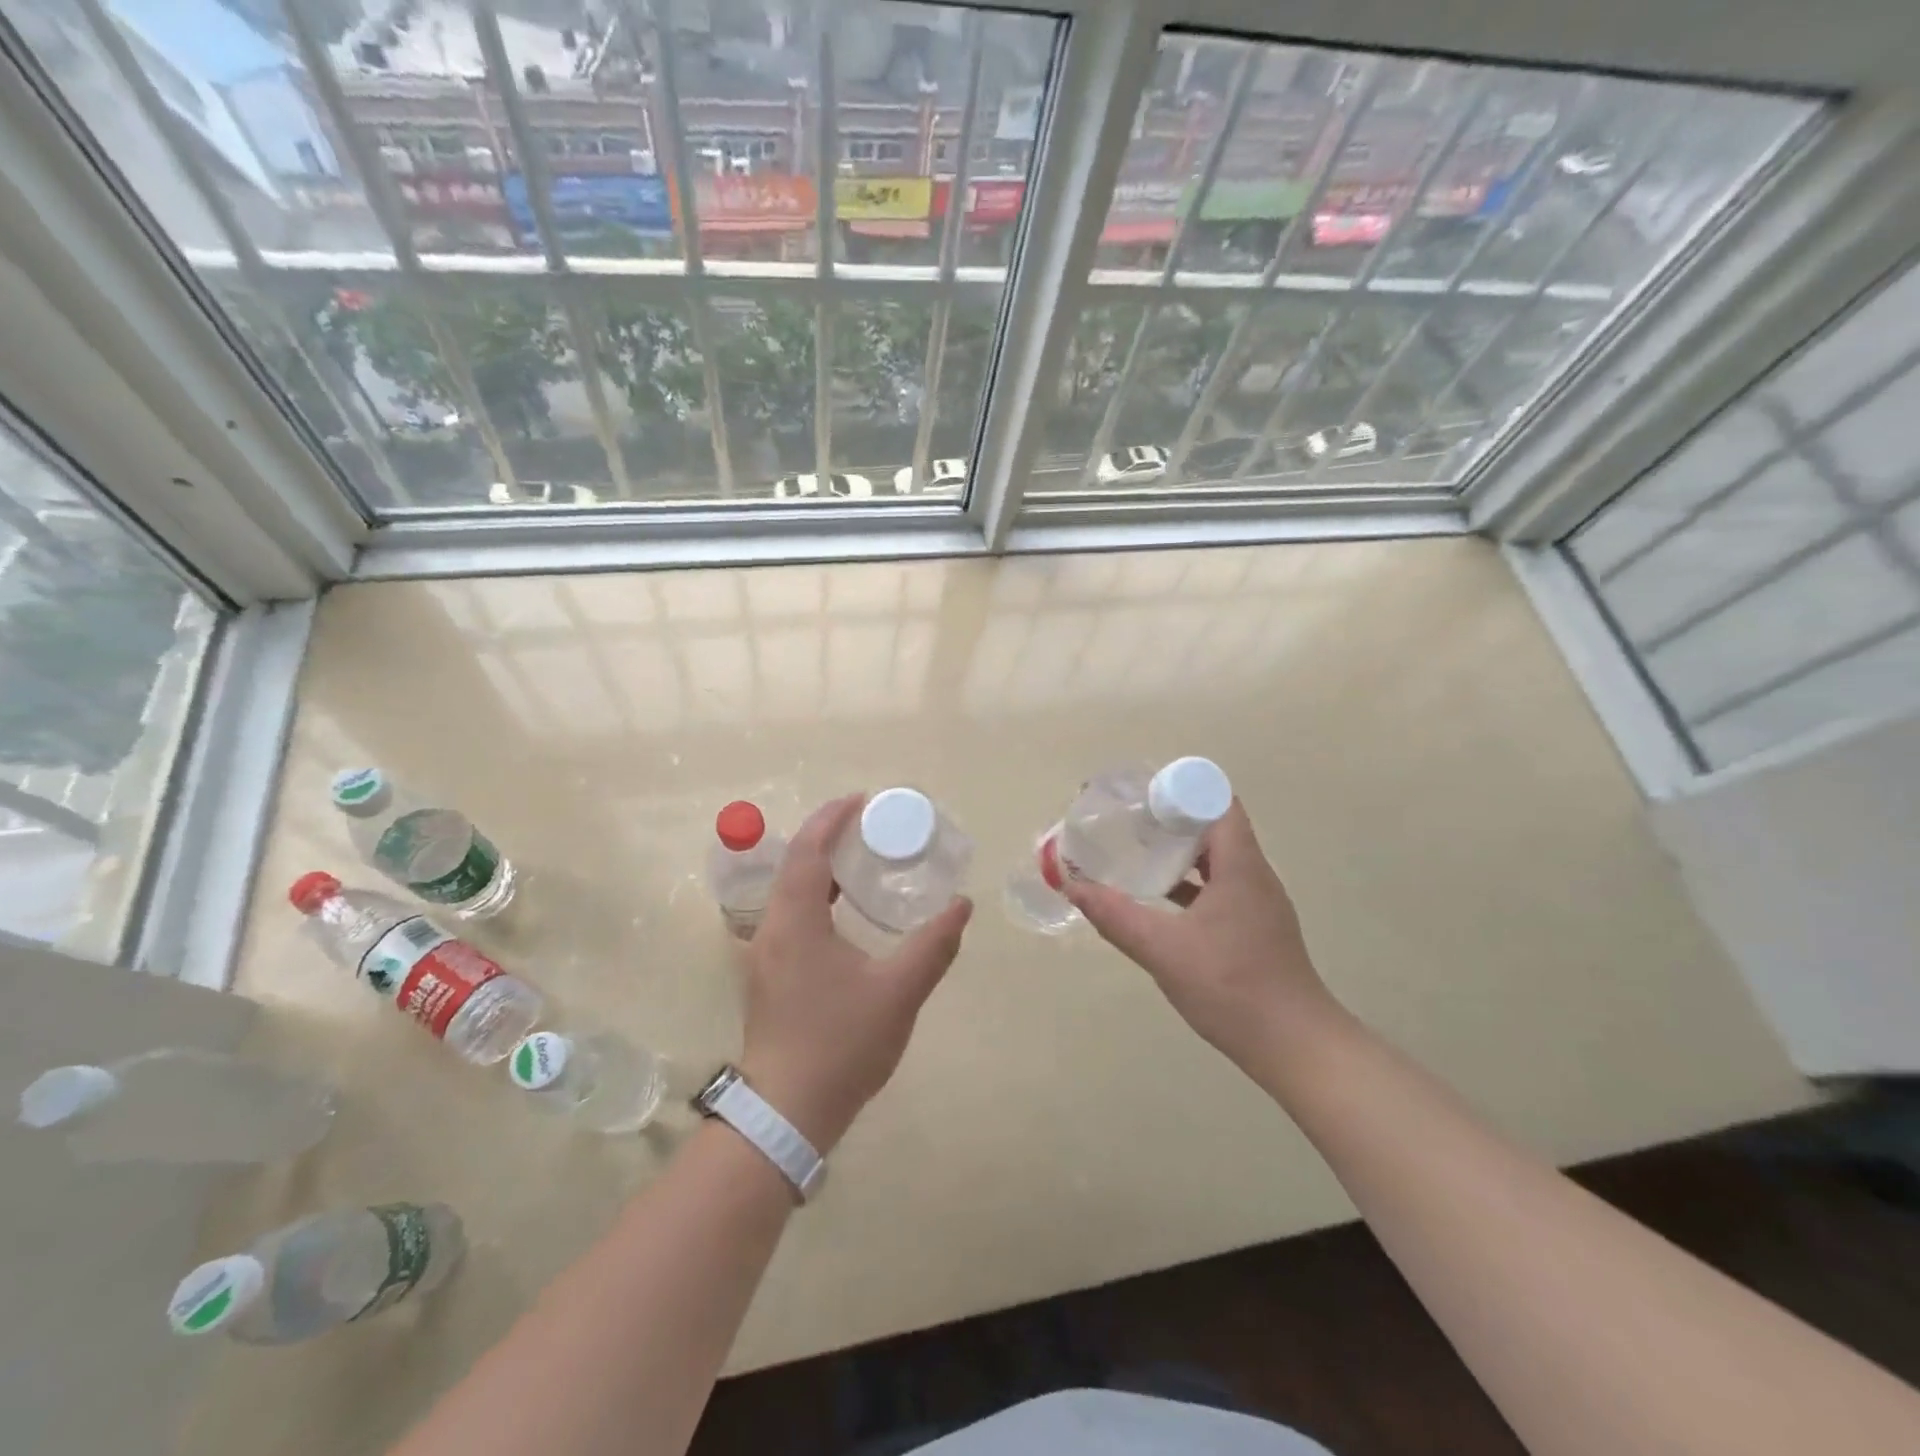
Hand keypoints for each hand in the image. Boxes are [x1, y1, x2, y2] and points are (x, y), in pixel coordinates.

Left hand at [738, 794, 972, 1151]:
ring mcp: (764, 954)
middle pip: (796, 865)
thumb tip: (961, 905)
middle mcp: (770, 929)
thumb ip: (933, 945)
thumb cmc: (842, 1044)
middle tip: (871, 829)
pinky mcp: (769, 977)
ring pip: (791, 893)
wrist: (788, 1113)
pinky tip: (846, 915)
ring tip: (863, 864)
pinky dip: (817, 899)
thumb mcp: (899, 991)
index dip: (832, 818)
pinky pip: (791, 917)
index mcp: (794, 921)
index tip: (863, 800)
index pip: (808, 850)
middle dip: (830, 839)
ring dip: (822, 869)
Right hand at [1062, 800, 1336, 1069]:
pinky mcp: (1255, 927)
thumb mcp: (1163, 950)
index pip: (1217, 803)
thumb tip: (1072, 886)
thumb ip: (1116, 916)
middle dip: (1172, 819)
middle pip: (1215, 827)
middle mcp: (1254, 875)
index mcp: (1241, 867)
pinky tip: (1160, 900)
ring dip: (1181, 853)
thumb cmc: (1232, 987)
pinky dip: (1191, 883)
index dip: (1181, 792)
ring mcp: (1258, 903)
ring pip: (1217, 859)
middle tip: (1129, 822)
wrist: (1295, 1046)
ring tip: (1138, 853)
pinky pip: (1220, 887)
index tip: (1142, 797)